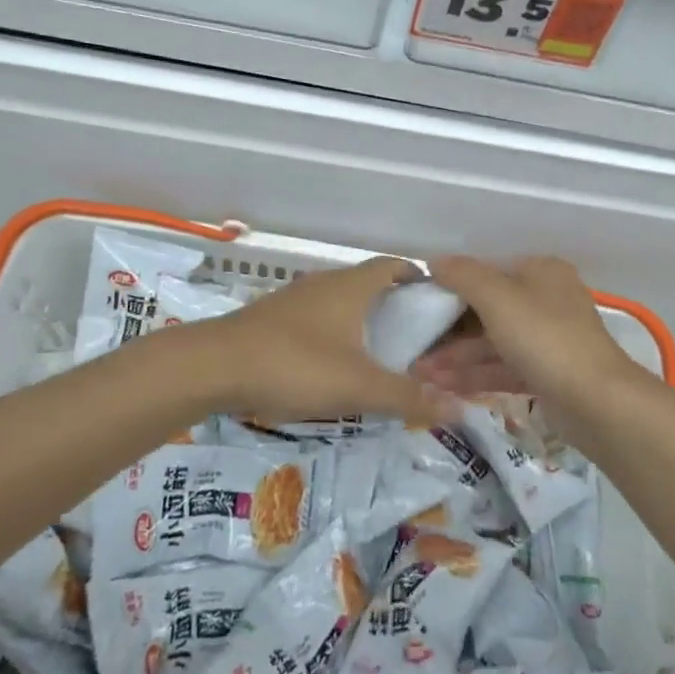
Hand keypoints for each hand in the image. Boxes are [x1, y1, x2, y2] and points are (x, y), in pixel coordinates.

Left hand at [187, 257, 453, 425]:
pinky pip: (316, 320)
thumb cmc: (294, 364)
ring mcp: (294, 300)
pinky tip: (334, 366)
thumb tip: (461, 408)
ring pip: (340, 303)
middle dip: (394, 305)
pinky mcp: (272, 320)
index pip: (393, 266)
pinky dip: (335, 334)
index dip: (418, 278)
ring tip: (381, 355)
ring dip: (362, 321)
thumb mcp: (358, 386)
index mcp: (350, 286)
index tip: (438, 302)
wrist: (213, 366)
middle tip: (417, 339)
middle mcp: (324, 284)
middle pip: (368, 284)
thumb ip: (408, 396)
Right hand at [411, 256, 642, 427]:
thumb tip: (435, 261)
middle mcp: (546, 300)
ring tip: (419, 373)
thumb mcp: (498, 298)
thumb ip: (464, 275)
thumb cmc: (545, 337)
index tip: (421, 304)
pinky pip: (503, 368)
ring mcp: (548, 340)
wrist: (597, 402)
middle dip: (449, 330)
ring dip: (456, 357)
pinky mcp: (547, 374)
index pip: (488, 272)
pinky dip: (474, 375)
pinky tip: (442, 386)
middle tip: (414, 347)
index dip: (452, 286)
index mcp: (541, 272)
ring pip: (493, 343)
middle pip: (488, 310)